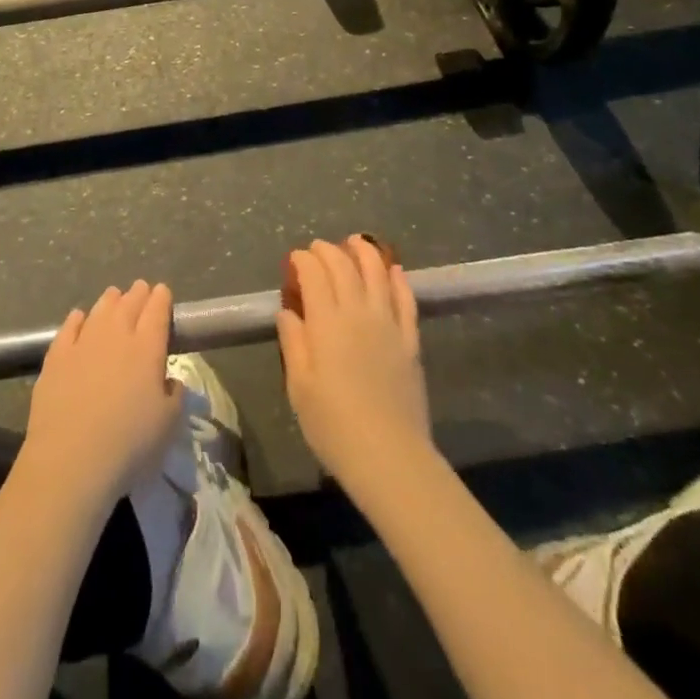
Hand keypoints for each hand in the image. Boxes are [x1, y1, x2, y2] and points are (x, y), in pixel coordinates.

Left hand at [23, 281, 183, 503]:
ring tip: (114, 295)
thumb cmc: (129, 445)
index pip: (157, 311)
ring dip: (110, 300)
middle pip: (129, 304)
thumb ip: (174, 395)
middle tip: (141, 288)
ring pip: (100, 310)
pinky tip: (79, 316)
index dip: (161, 298)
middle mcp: (116, 335)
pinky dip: (77, 318)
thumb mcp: (168, 425)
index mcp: (147, 348)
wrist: (71, 460)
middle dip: (137, 293)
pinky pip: (69, 327)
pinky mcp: (55, 357)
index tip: (163, 291)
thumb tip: (169, 380)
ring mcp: (83, 343)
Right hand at [276, 237, 432, 496]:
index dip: (303, 261)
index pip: (314, 275)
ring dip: (365, 253)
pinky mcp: (410, 340)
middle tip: (317, 249)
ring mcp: (389, 324)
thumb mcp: (299, 388)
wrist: (390, 456)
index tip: (295, 259)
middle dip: (328, 252)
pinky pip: (406, 300)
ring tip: (356, 242)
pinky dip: (398, 280)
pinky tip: (395, 270)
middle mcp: (358, 312)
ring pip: (378, 274)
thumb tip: (288, 311)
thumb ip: (293, 343)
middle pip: (344, 268)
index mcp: (326, 322)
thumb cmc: (334, 426)